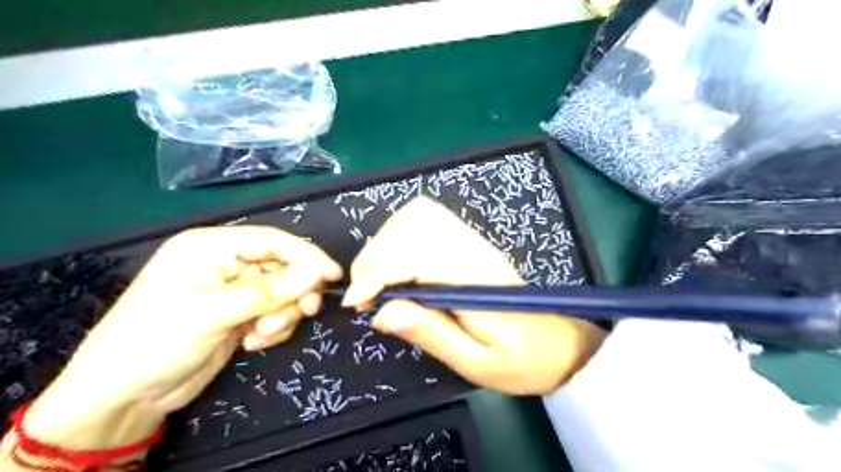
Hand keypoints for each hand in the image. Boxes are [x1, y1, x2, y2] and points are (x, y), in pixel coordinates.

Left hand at [25, 228, 339, 453]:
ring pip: (282, 293)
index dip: (306, 256)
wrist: (124, 397)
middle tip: (305, 312)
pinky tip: (252, 344)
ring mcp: (234, 291)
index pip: (272, 241)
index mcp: (211, 247)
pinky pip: (274, 314)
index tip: (333, 275)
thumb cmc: (158, 341)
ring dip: (281, 316)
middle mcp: (225, 264)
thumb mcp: (216, 312)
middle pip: (282, 268)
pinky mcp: (240, 315)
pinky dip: (273, 329)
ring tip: (261, 336)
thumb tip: (319, 271)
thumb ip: (271, 290)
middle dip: (293, 293)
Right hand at [341, 198, 605, 395]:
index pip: (414, 257)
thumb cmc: (520, 360)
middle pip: (410, 228)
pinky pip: (428, 218)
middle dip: (374, 257)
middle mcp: (470, 249)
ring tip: (375, 278)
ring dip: (384, 241)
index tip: (356, 303)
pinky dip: (400, 232)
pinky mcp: (469, 241)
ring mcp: (471, 240)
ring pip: (417, 215)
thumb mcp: (475, 362)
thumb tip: (381, 313)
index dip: (377, 275)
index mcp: (473, 280)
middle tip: (362, 295)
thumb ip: (430, 333)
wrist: (559, 344)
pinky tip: (396, 260)